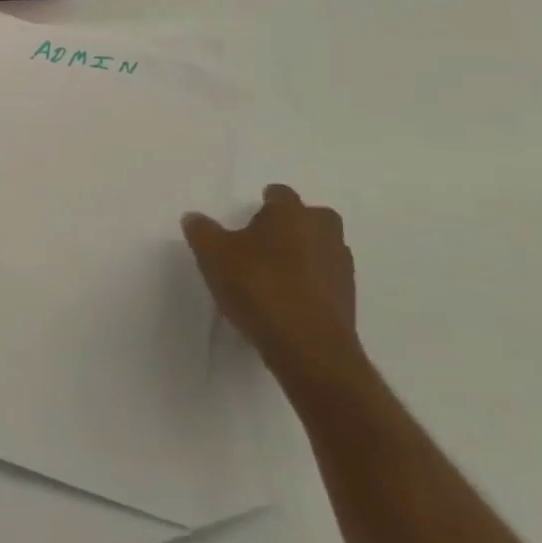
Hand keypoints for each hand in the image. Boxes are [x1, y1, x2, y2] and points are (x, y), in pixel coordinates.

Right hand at [182, 184, 359, 392]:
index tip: (248, 217)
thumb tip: (194, 217)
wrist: (309, 348)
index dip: (264, 202)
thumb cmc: (259, 286)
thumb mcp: (213, 255)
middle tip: (263, 243)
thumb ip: (202, 231)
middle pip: (309, 218)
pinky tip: (286, 301)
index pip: (280, 194)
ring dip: (302, 255)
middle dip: (291, 226)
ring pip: (320, 249)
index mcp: (292, 213)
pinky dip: (309, 284)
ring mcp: (340, 267)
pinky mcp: (348, 301)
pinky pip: (325, 281)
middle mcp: (323, 232)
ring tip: (272, 275)